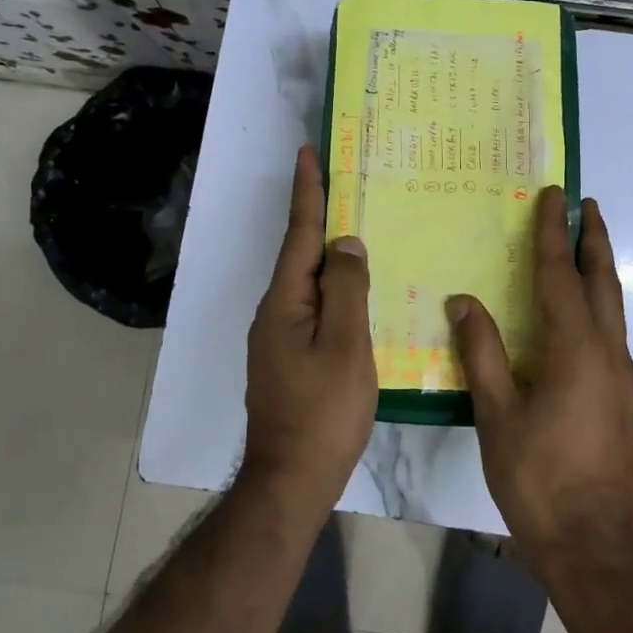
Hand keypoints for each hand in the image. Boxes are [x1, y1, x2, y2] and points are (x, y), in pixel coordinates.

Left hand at [243, 145, 377, 507]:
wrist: (292, 479)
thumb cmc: (324, 411)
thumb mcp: (345, 345)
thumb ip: (346, 289)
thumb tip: (345, 243)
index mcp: (284, 302)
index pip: (300, 234)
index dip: (308, 192)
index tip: (308, 152)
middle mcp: (274, 312)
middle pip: (300, 255)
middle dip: (319, 217)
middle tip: (345, 184)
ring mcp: (279, 338)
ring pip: (308, 283)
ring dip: (329, 254)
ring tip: (357, 232)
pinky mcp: (289, 358)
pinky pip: (314, 308)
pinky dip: (334, 289)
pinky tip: (356, 292)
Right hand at [448, 188, 632, 571]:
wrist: (592, 543)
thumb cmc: (538, 477)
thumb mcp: (497, 415)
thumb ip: (481, 353)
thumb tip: (464, 301)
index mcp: (575, 349)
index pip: (560, 275)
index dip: (553, 233)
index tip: (553, 195)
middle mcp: (606, 351)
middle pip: (602, 281)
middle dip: (594, 239)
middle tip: (587, 205)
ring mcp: (620, 375)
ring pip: (613, 305)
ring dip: (601, 268)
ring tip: (589, 242)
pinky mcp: (622, 396)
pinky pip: (612, 329)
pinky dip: (600, 301)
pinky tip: (586, 311)